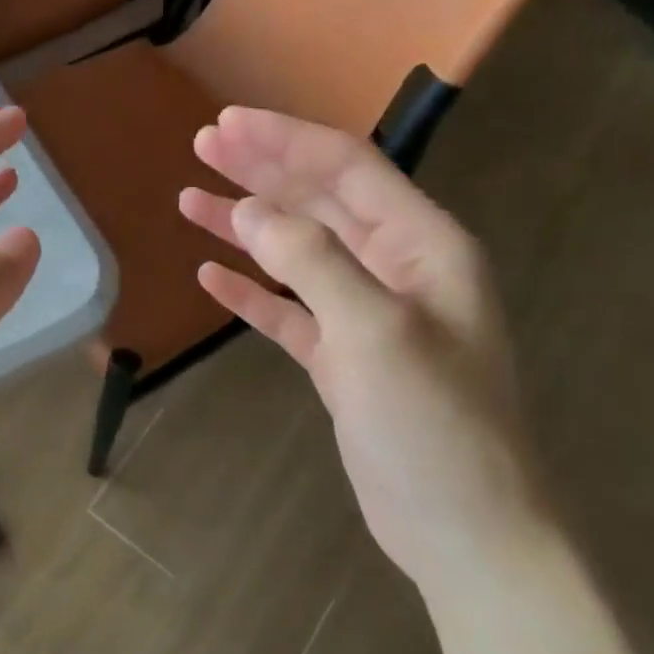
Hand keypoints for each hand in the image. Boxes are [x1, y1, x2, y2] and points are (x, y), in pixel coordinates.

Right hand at [179, 108, 549, 599]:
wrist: (464, 529)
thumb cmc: (433, 424)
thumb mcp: (374, 331)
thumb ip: (312, 262)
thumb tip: (250, 212)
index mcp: (423, 245)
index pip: (346, 169)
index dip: (284, 141)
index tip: (225, 124)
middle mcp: (396, 269)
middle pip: (319, 202)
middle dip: (261, 171)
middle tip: (202, 145)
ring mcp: (367, 316)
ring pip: (298, 254)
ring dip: (246, 226)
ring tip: (190, 201)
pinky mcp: (342, 360)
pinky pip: (289, 311)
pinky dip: (251, 292)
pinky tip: (211, 277)